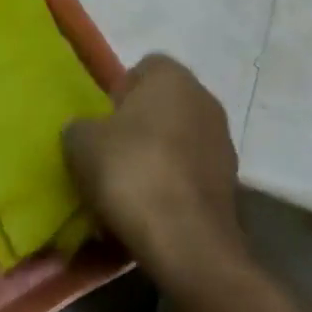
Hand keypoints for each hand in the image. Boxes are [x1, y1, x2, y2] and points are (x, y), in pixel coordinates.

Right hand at [63, 55, 242, 287]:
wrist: (187, 243)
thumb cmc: (131, 171)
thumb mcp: (80, 142)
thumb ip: (80, 126)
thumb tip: (85, 131)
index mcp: (172, 77)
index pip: (143, 69)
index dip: (119, 93)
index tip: (102, 123)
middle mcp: (205, 100)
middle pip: (163, 107)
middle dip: (139, 128)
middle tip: (110, 156)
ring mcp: (223, 145)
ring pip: (178, 144)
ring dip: (157, 160)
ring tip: (128, 192)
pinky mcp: (231, 187)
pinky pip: (190, 178)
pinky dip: (172, 190)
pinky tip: (150, 215)